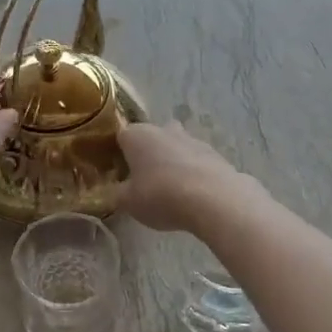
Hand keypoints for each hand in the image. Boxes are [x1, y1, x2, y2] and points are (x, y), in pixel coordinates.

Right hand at [118, 121, 256, 233]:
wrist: (214, 199)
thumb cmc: (161, 195)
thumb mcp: (128, 202)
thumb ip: (118, 193)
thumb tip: (116, 190)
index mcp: (137, 135)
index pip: (120, 136)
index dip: (117, 154)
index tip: (118, 172)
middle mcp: (163, 129)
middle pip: (151, 138)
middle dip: (148, 154)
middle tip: (144, 179)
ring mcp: (192, 139)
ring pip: (175, 147)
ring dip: (172, 162)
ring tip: (171, 190)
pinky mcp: (215, 154)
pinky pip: (196, 161)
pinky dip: (193, 173)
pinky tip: (193, 195)